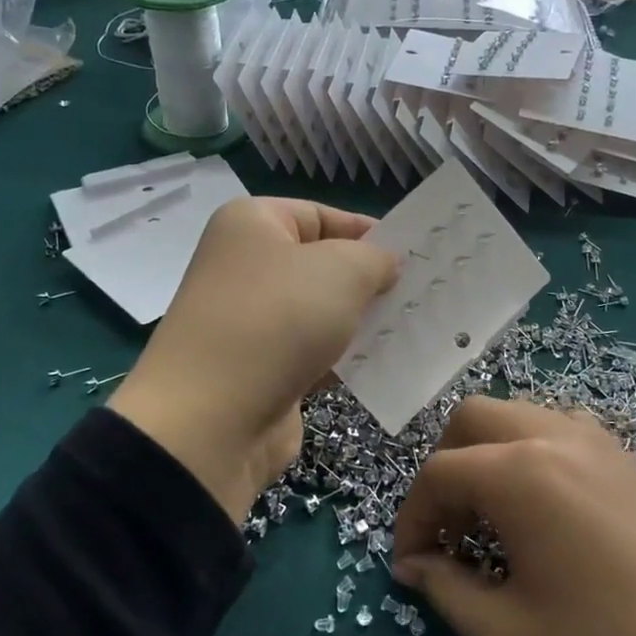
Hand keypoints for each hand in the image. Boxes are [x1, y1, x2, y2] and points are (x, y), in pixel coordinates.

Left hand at [110, 198, 398, 524]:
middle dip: (371, 281)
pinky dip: (346, 357)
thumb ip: (375, 258)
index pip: (322, 215)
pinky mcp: (263, 368)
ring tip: (415, 328)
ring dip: (363, 322)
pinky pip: (316, 352)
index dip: (369, 232)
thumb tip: (385, 265)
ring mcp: (253, 320)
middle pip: (323, 265)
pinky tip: (386, 364)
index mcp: (252, 224)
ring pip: (322, 312)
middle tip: (422, 292)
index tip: (415, 254)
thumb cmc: (278, 321)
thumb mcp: (341, 271)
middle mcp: (246, 266)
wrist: (212, 420)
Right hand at [391, 398, 635, 635]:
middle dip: (444, 468)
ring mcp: (597, 441)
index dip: (411, 518)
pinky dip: (525, 456)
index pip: (438, 474)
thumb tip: (413, 566)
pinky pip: (554, 431)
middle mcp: (555, 437)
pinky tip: (538, 514)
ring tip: (490, 523)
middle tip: (448, 532)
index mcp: (521, 472)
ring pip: (515, 417)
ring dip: (485, 457)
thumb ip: (448, 590)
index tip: (409, 565)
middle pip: (471, 419)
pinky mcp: (626, 459)